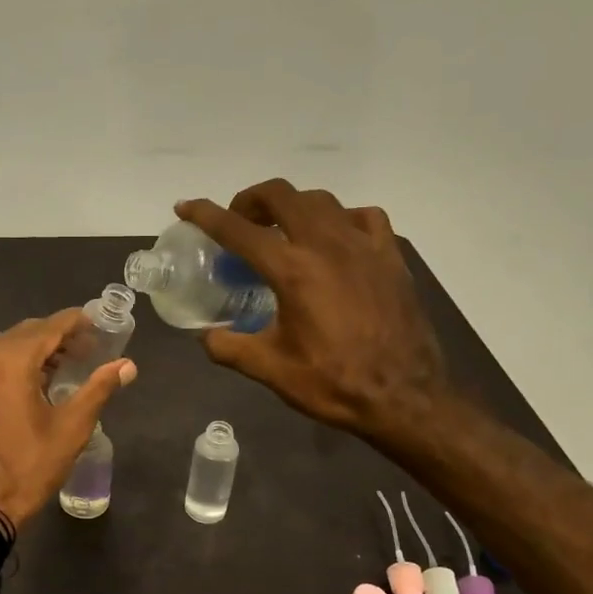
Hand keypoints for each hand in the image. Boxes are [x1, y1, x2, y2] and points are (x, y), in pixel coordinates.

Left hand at [0, 310, 137, 526]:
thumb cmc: (28, 467)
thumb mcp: (71, 428)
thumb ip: (99, 389)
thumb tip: (127, 365)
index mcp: (11, 359)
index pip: (51, 325)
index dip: (77, 322)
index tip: (100, 327)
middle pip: (27, 332)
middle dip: (58, 335)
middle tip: (87, 350)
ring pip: (6, 347)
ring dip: (35, 350)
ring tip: (64, 368)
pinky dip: (13, 364)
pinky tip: (32, 385)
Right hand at [175, 181, 449, 443]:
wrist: (406, 398)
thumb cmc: (334, 383)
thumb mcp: (271, 370)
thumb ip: (229, 348)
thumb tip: (206, 336)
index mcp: (292, 271)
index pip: (238, 230)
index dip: (206, 214)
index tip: (185, 207)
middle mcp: (327, 246)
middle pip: (281, 195)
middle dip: (251, 199)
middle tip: (239, 221)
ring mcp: (364, 246)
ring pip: (321, 200)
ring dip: (292, 206)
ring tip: (281, 230)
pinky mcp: (390, 257)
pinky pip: (363, 217)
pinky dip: (340, 218)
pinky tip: (334, 239)